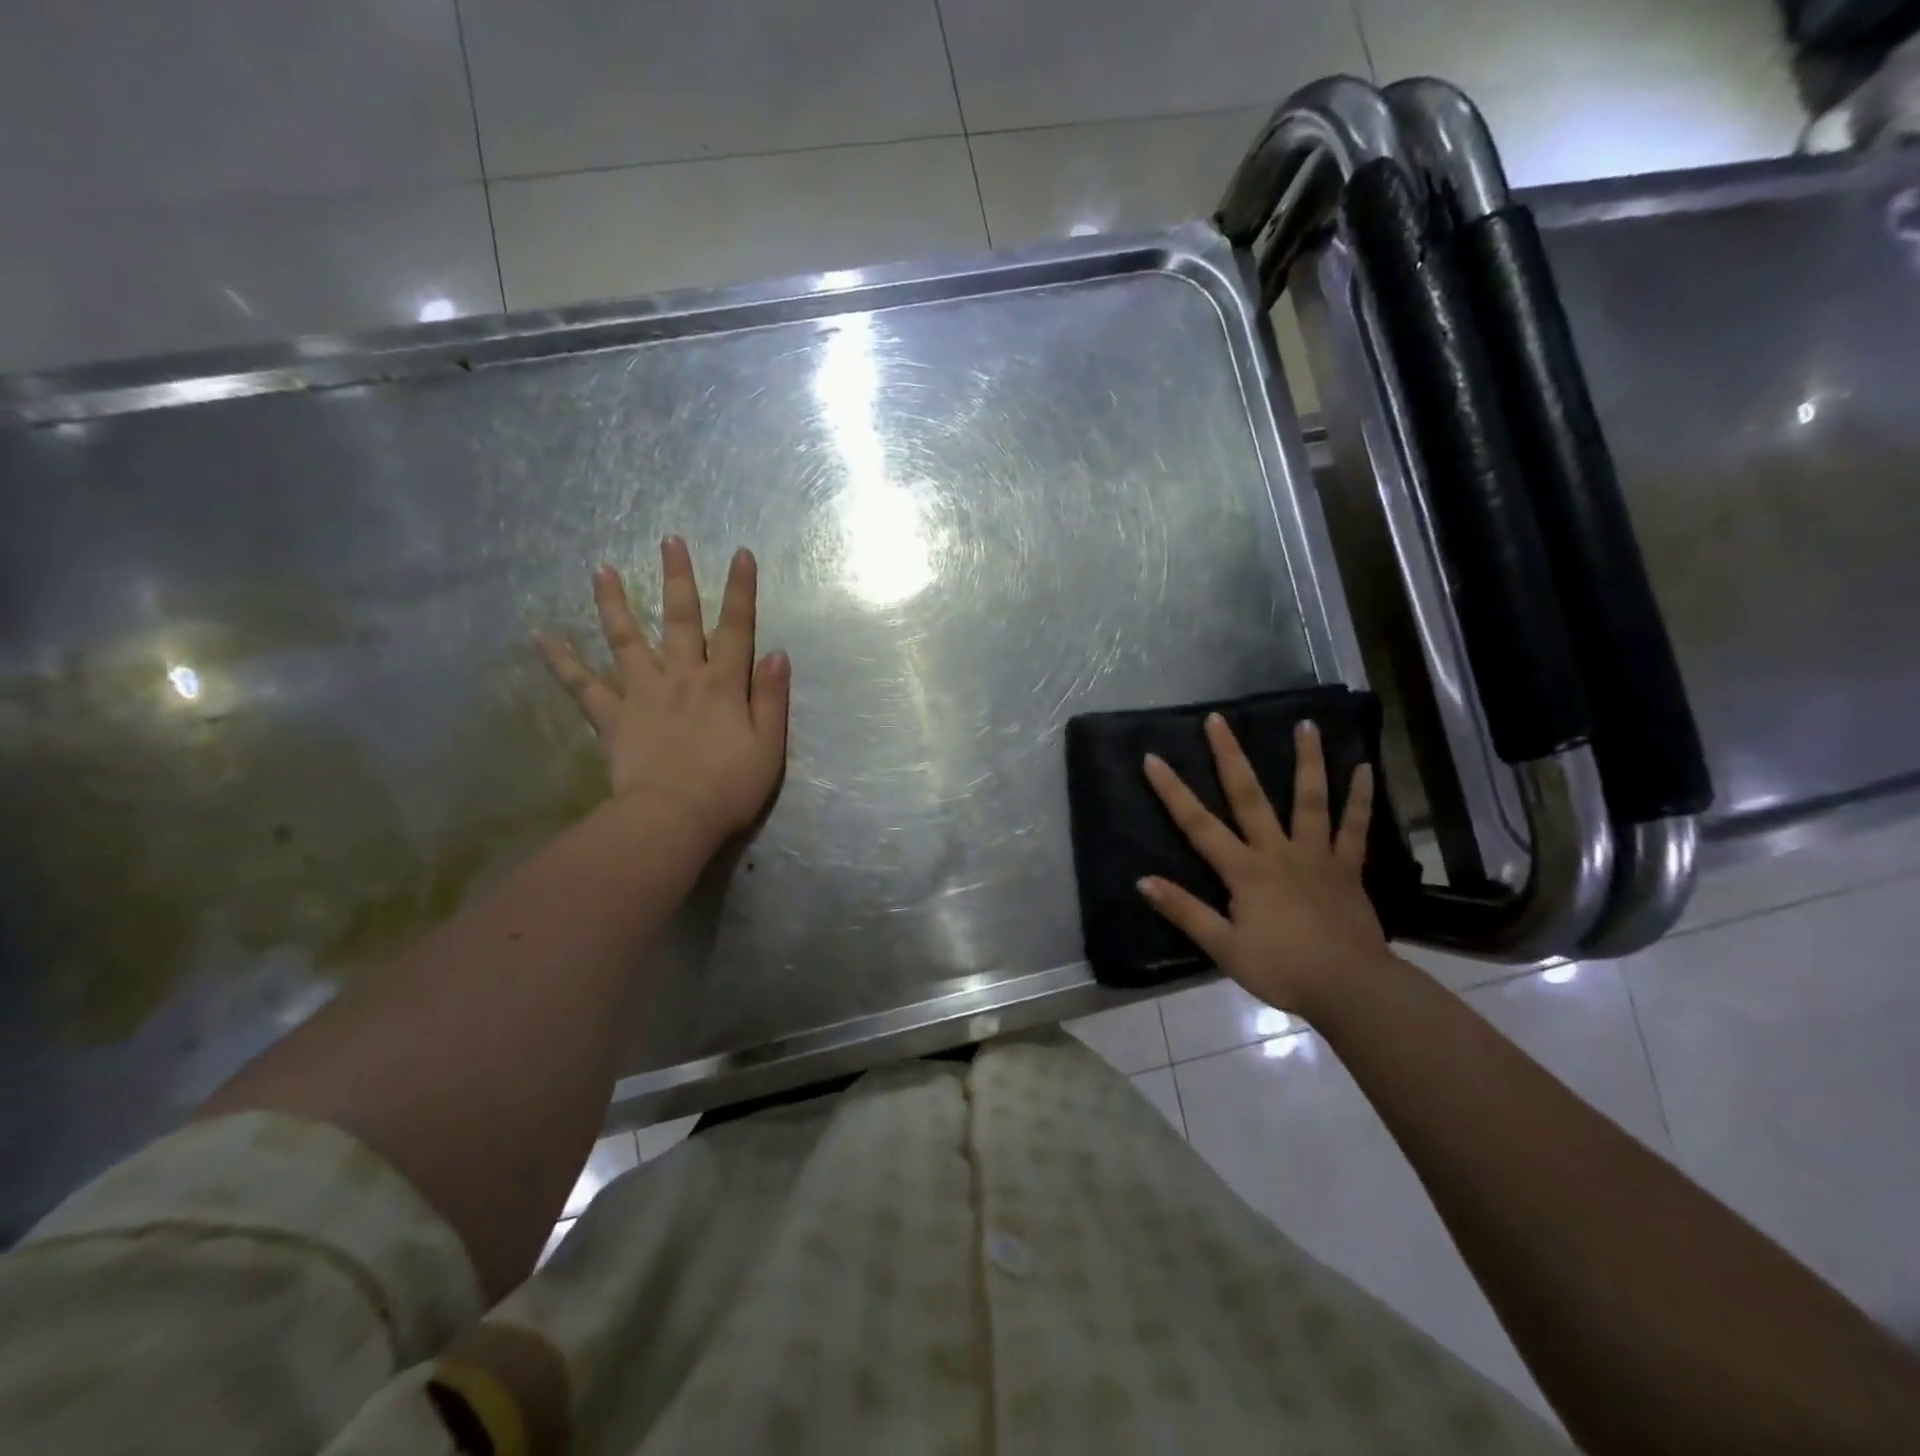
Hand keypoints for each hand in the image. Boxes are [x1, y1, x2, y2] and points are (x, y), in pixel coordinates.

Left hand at [535, 536, 789, 839]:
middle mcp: (682, 677)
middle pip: (680, 619)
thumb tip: (777, 653)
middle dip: (677, 578)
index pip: (736, 628)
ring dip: (615, 602)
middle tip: (668, 540)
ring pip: (627, 639)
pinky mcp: (613, 717)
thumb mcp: (769, 746)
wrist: (673, 819)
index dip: (740, 590)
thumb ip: (771, 697)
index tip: (740, 553)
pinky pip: (582, 685)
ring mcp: (642, 693)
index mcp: (723, 684)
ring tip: (601, 569)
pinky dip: (561, 660)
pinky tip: (540, 635)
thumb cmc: (729, 787)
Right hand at [1138, 714, 1390, 1017]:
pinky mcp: (1347, 867)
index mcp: (1245, 870)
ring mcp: (1316, 855)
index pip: (1198, 824)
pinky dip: (1360, 798)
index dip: (1173, 791)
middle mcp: (1278, 851)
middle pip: (1249, 796)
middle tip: (1218, 719)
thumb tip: (1143, 881)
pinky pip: (1355, 827)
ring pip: (1310, 799)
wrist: (1352, 989)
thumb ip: (1185, 911)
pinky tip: (1365, 769)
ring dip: (1307, 760)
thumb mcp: (1224, 947)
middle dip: (1230, 756)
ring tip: (1306, 724)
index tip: (1153, 758)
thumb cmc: (1283, 969)